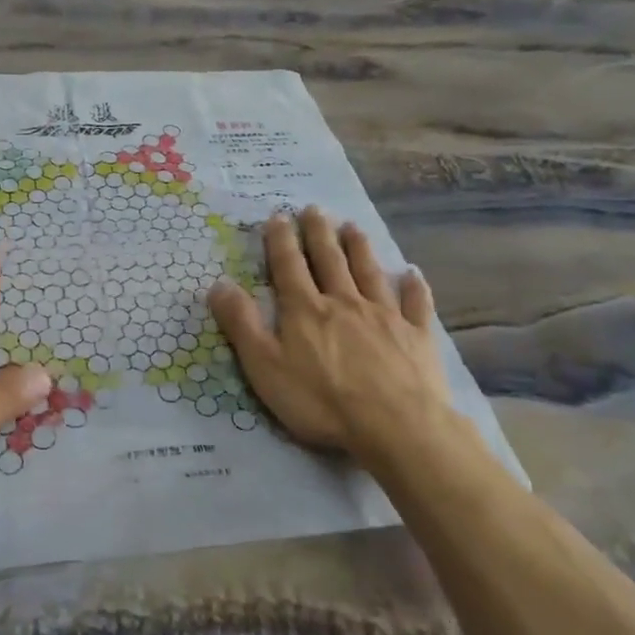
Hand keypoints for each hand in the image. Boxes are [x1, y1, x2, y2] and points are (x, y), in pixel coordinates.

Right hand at [207, 207, 478, 466]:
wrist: (396, 426)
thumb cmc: (321, 400)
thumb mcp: (265, 367)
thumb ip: (242, 324)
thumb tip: (218, 284)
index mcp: (305, 309)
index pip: (289, 266)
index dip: (281, 240)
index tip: (278, 216)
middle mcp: (344, 302)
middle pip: (330, 259)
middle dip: (319, 233)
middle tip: (315, 208)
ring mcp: (384, 316)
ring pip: (369, 272)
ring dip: (359, 248)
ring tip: (352, 227)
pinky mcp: (417, 336)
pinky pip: (415, 304)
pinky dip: (414, 287)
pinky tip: (413, 274)